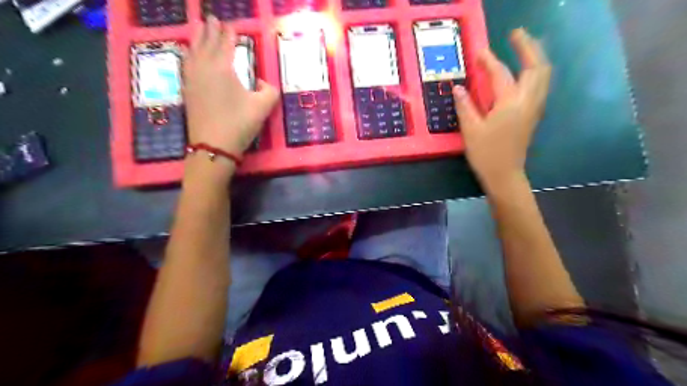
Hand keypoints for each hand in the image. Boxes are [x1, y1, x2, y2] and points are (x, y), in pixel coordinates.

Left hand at [185, 15, 277, 155]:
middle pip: (205, 41)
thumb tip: (261, 83)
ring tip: (198, 28)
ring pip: (192, 50)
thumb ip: (269, 90)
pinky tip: (189, 54)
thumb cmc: (239, 123)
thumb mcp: (263, 107)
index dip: (229, 32)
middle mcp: (204, 67)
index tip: (231, 24)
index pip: (225, 42)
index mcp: (222, 67)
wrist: (213, 146)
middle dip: (210, 29)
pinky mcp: (187, 90)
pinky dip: (189, 54)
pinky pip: (186, 64)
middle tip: (212, 18)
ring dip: (197, 37)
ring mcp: (192, 78)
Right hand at [455, 28, 550, 187]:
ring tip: (523, 48)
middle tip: (515, 35)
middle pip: (536, 66)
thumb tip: (458, 88)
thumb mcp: (471, 130)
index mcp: (510, 104)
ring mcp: (534, 108)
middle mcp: (527, 101)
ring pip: (543, 75)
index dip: (489, 61)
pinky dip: (535, 72)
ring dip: (535, 57)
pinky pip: (540, 85)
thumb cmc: (486, 154)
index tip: (479, 51)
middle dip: (528, 47)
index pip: (500, 75)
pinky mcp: (533, 115)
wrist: (504, 175)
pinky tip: (524, 73)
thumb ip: (465, 106)